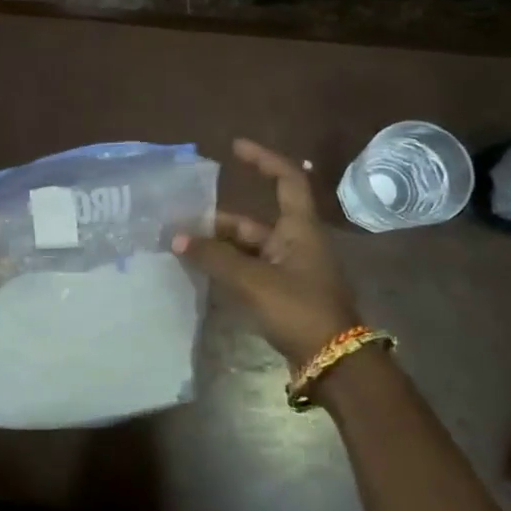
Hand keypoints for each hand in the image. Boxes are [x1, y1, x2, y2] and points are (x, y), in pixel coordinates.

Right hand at [173, 138, 360, 368]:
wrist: (333, 362)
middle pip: (255, 221)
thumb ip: (213, 257)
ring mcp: (291, 271)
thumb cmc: (299, 310)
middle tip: (182, 223)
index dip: (263, 159)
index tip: (235, 147)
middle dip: (218, 221)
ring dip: (219, 248)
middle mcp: (297, 243)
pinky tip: (201, 274)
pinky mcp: (284, 295)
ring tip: (183, 249)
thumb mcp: (253, 280)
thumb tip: (177, 238)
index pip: (286, 179)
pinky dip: (227, 269)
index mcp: (300, 229)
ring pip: (249, 249)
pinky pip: (250, 271)